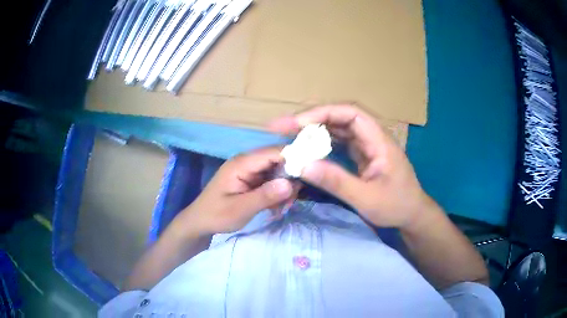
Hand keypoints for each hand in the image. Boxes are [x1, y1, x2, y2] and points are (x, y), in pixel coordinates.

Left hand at [179, 147, 294, 234]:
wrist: (200, 222)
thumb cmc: (216, 215)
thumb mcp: (240, 209)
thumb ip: (265, 196)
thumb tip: (290, 183)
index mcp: (242, 163)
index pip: (274, 152)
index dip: (294, 158)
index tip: (308, 174)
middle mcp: (247, 162)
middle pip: (278, 160)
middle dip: (290, 178)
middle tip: (292, 200)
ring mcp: (249, 171)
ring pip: (277, 171)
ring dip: (284, 188)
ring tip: (284, 207)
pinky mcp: (251, 180)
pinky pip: (271, 181)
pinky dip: (277, 192)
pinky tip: (277, 207)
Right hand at [270, 105, 431, 228]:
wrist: (412, 214)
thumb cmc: (395, 205)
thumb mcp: (366, 198)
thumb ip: (336, 181)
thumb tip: (302, 165)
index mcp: (379, 141)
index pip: (351, 113)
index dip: (323, 113)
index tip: (297, 123)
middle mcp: (372, 137)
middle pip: (341, 117)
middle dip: (311, 119)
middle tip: (282, 127)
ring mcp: (367, 145)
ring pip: (338, 128)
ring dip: (314, 130)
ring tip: (289, 135)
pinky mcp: (362, 155)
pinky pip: (339, 142)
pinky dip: (321, 143)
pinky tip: (307, 148)